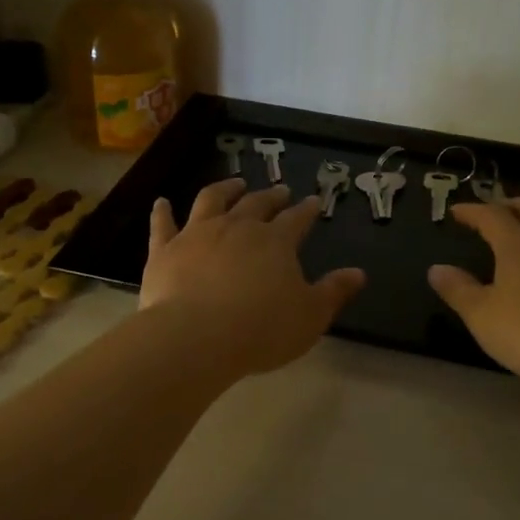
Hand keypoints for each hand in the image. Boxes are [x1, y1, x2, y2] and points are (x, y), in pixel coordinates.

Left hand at [141, 179, 366, 377]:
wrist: (196, 337)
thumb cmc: (261, 330)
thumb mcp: (310, 316)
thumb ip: (333, 292)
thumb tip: (358, 273)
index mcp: (276, 242)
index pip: (297, 219)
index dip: (307, 210)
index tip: (314, 201)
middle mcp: (237, 227)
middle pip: (256, 204)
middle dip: (271, 196)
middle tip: (279, 190)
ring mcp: (197, 234)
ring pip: (212, 200)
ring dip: (225, 189)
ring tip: (233, 183)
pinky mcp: (165, 250)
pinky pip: (163, 224)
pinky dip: (162, 212)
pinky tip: (161, 202)